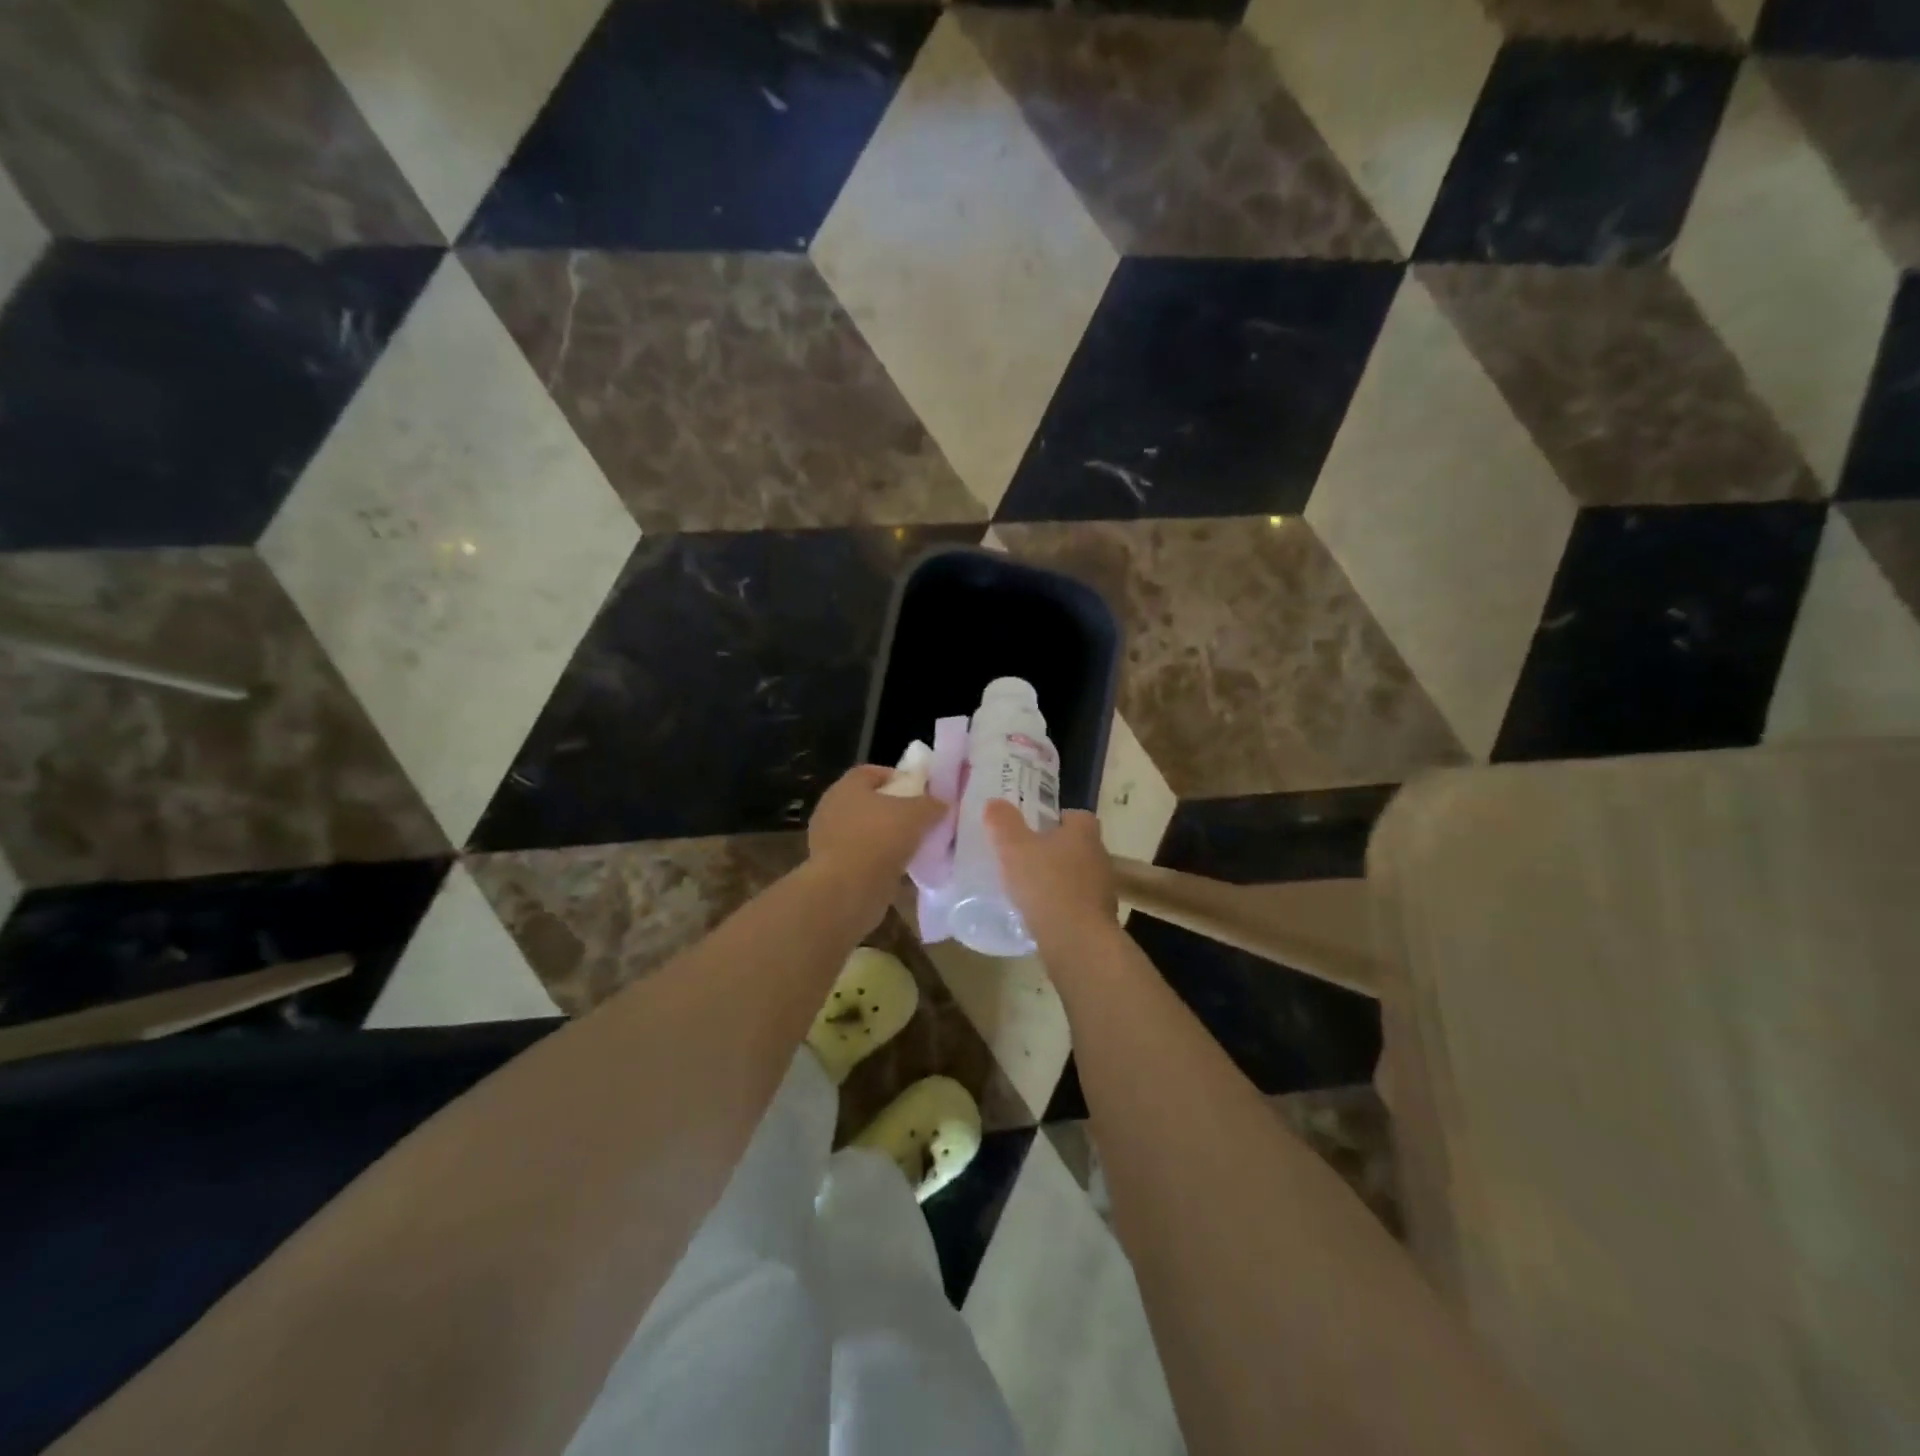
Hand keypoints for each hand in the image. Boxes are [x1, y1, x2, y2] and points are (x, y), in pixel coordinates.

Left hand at [806, 765, 946, 926]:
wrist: (846, 890)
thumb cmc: (878, 839)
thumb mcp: (916, 814)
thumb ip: (931, 804)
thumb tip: (942, 803)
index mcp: (846, 787)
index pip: (872, 772)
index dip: (898, 777)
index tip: (921, 790)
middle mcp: (833, 809)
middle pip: (870, 803)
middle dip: (896, 811)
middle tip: (922, 820)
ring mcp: (830, 841)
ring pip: (867, 833)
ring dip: (888, 839)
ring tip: (916, 847)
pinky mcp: (833, 869)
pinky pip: (863, 858)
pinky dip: (880, 862)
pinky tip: (902, 870)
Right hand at [984, 800, 1117, 951]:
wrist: (1077, 940)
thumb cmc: (1046, 884)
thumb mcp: (1014, 848)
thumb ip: (1003, 823)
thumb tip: (994, 802)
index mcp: (1084, 832)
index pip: (1076, 815)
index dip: (1055, 819)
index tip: (1034, 828)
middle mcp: (1099, 855)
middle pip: (1077, 845)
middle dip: (1055, 849)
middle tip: (1027, 856)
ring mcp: (1104, 888)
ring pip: (1079, 874)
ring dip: (1060, 878)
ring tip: (1031, 887)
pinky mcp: (1100, 916)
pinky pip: (1079, 902)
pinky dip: (1063, 904)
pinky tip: (1042, 913)